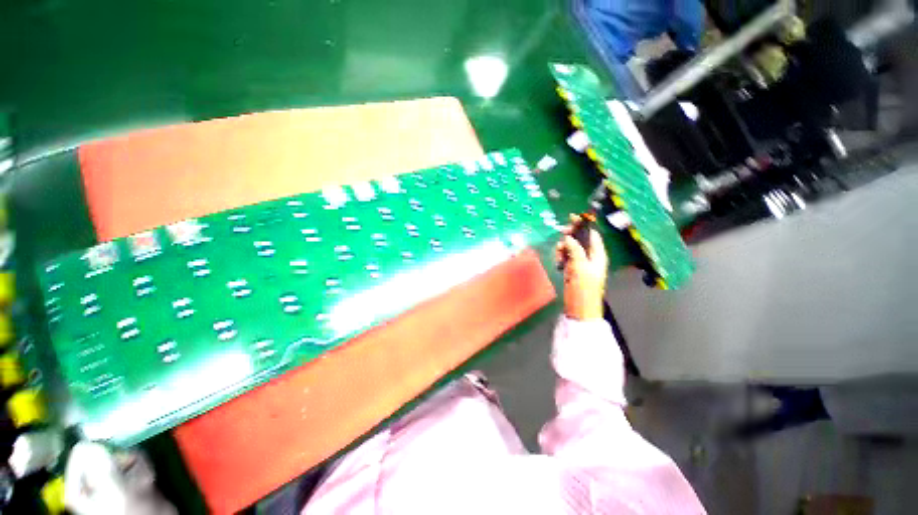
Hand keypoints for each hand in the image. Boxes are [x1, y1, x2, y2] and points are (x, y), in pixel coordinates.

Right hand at [555, 215, 607, 320]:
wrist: (579, 308)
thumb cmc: (583, 288)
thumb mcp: (580, 267)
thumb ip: (575, 250)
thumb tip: (568, 238)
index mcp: (598, 255)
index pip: (592, 235)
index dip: (583, 225)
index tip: (572, 218)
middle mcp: (590, 256)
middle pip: (580, 239)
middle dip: (570, 236)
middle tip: (562, 235)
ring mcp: (580, 263)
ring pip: (570, 247)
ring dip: (563, 248)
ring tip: (559, 256)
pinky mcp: (572, 269)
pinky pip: (566, 256)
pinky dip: (561, 256)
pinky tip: (558, 262)